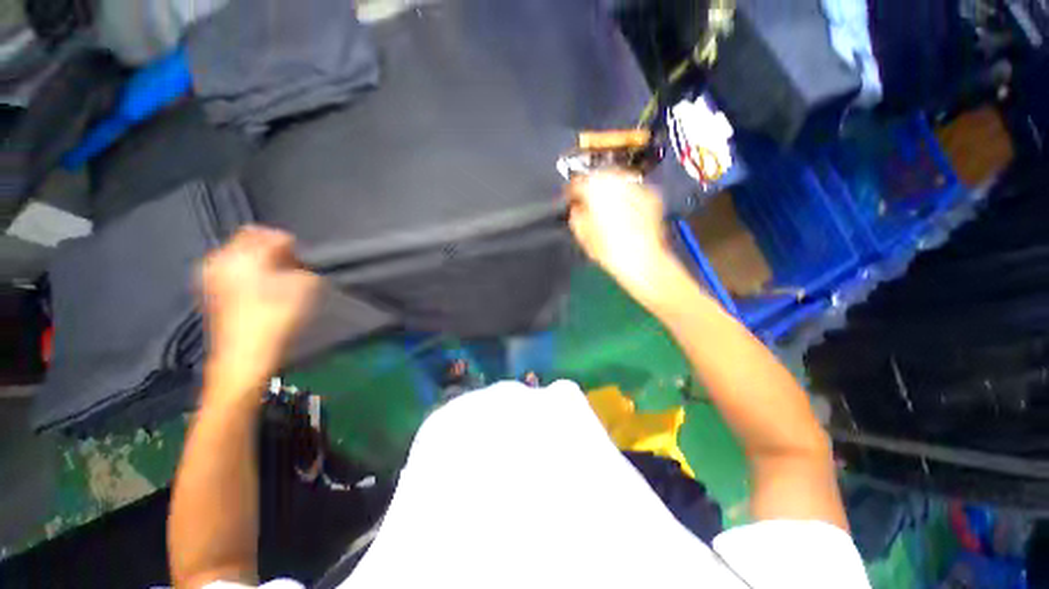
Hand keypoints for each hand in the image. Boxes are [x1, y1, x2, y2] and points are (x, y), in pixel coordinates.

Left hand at [201, 226, 320, 393]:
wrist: (244, 354)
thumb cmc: (275, 318)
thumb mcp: (303, 288)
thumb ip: (306, 270)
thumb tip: (300, 266)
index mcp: (243, 254)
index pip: (270, 235)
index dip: (291, 246)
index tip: (303, 260)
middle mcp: (221, 259)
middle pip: (251, 240)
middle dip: (273, 251)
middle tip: (291, 267)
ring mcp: (212, 275)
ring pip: (241, 255)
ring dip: (261, 262)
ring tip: (278, 279)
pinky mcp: (210, 290)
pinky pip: (233, 269)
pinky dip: (249, 273)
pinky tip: (262, 289)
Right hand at [565, 171, 684, 305]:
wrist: (644, 261)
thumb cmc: (610, 252)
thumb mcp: (584, 237)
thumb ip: (576, 217)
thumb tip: (576, 208)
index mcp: (596, 192)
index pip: (579, 182)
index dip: (572, 190)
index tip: (570, 197)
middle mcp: (617, 183)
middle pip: (599, 175)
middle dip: (591, 185)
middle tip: (587, 199)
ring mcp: (637, 188)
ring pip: (617, 178)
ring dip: (608, 187)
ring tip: (604, 202)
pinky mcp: (651, 195)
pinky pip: (632, 189)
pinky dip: (625, 194)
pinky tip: (623, 207)